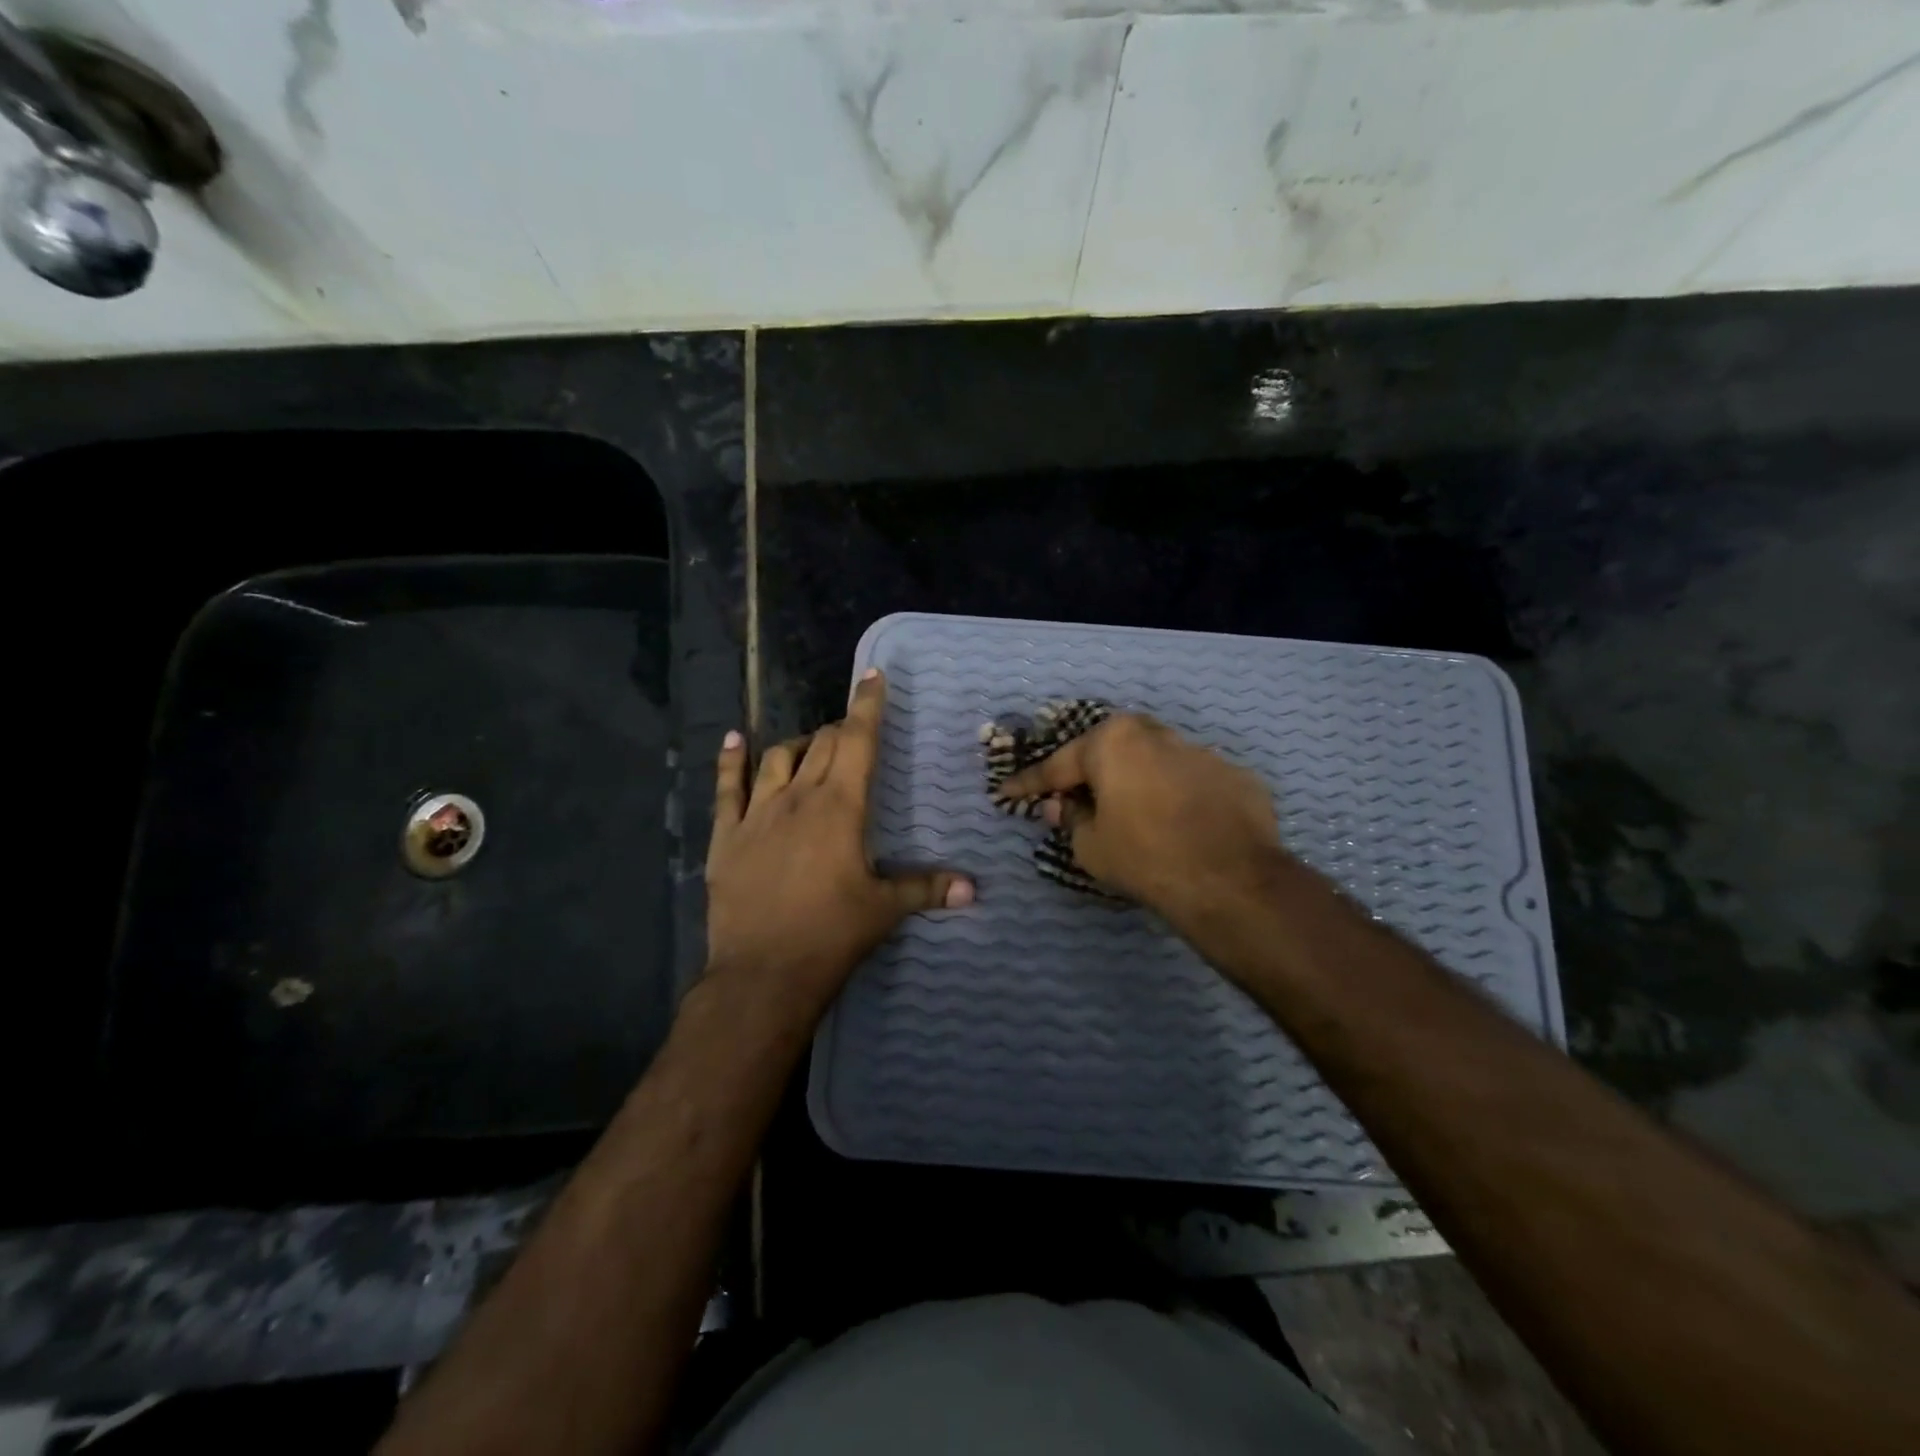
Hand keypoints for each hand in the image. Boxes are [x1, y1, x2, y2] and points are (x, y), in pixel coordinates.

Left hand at [704, 670, 973, 1016]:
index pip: (858, 741)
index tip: (872, 677)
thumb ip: (927, 889)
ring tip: (812, 749)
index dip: (867, 706)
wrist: (763, 973)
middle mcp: (799, 797)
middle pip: (823, 744)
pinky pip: (727, 787)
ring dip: (799, 745)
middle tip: (854, 734)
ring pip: (778, 758)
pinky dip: (731, 760)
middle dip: (841, 730)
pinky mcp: (727, 836)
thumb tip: (974, 889)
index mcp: (840, 807)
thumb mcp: (884, 909)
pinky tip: (733, 741)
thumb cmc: (831, 935)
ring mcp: (757, 814)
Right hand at [997, 714, 1282, 931]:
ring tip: (1135, 815)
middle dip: (1090, 772)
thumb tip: (1063, 806)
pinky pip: (1193, 783)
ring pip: (1156, 763)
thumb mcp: (1090, 846)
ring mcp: (1203, 752)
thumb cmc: (1145, 857)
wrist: (1232, 882)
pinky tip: (1180, 826)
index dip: (1029, 783)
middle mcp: (1157, 734)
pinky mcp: (1236, 776)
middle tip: (1074, 797)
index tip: (1007, 791)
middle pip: (1111, 751)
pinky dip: (1179, 798)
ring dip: (1139, 783)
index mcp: (1114, 741)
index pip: (1059, 764)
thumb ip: (1071, 819)